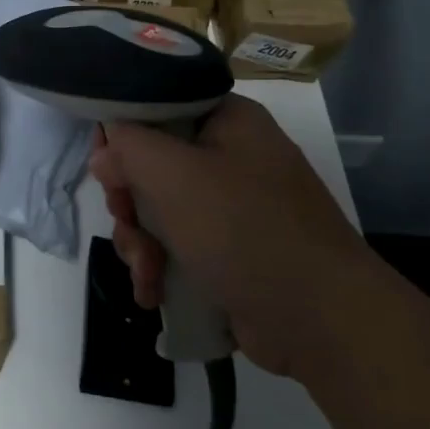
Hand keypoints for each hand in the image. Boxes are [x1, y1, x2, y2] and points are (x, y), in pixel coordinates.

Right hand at [90, 94, 366, 375]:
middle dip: (128, 201)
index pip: (157, 105)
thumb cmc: (246, 231)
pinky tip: (154, 293)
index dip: (122, 133)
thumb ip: (129, 148)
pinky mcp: (230, 251)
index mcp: (228, 120)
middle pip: (151, 162)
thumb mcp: (175, 176)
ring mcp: (232, 208)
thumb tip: (106, 153)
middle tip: (126, 223)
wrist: (323, 323)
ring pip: (158, 209)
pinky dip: (160, 267)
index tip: (106, 168)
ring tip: (147, 273)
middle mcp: (230, 156)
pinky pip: (177, 245)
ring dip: (140, 242)